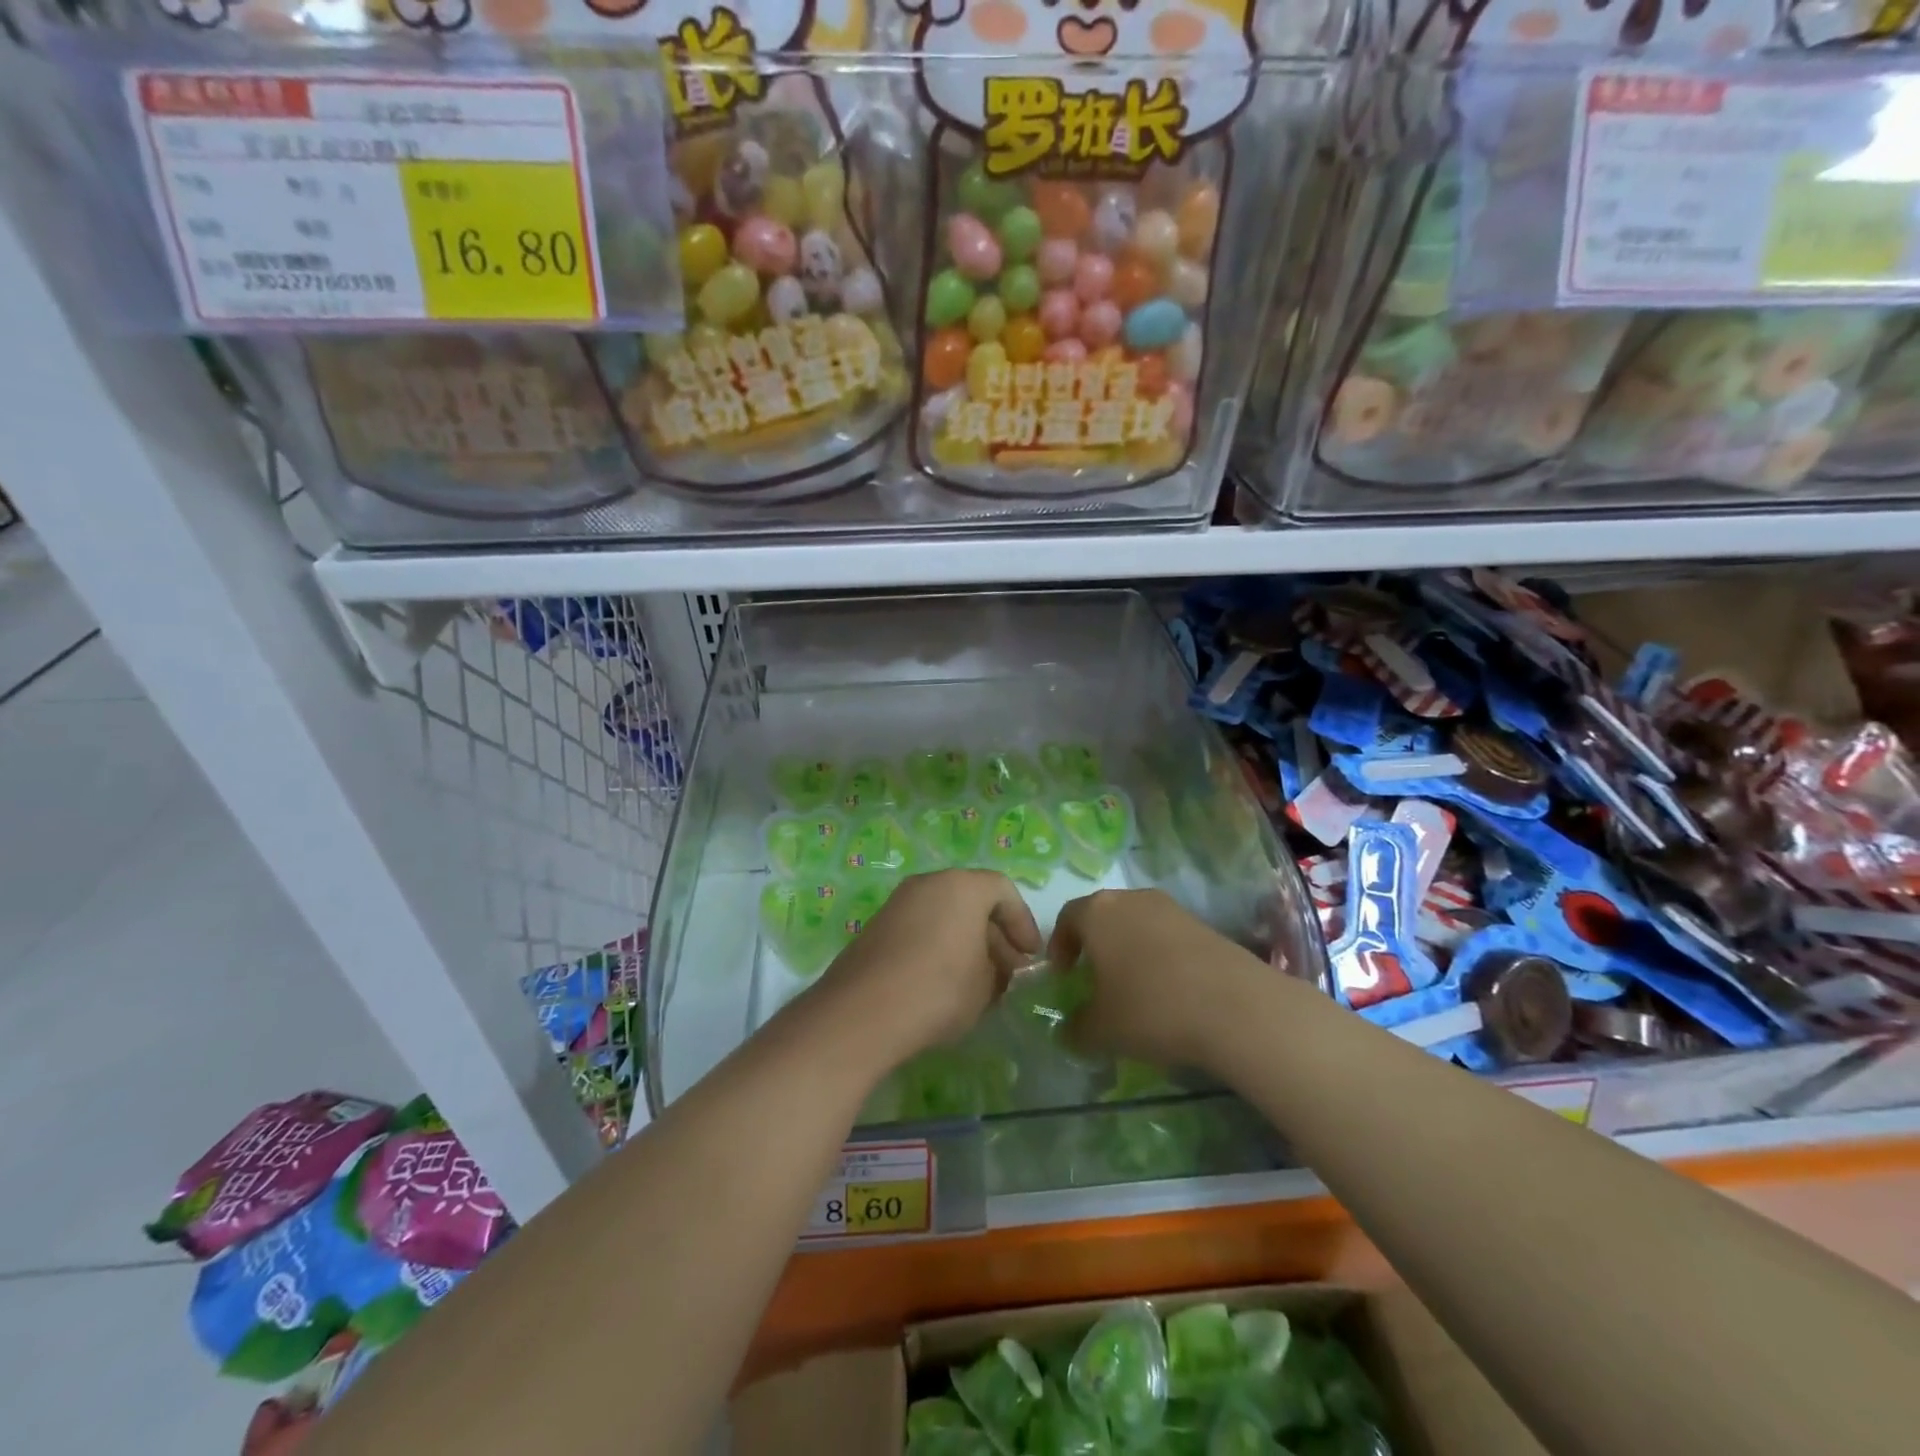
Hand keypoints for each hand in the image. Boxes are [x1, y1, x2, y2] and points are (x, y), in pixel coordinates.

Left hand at [814, 870, 1041, 1067]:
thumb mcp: (986, 986)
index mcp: (962, 886)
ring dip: (964, 942)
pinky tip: (941, 984)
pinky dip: (937, 947)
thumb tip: (997, 968)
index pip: (1003, 891)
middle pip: (971, 900)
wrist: (862, 1012)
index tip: (1030, 957)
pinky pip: (919, 929)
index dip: (1023, 923)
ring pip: (943, 915)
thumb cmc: (939, 989)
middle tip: (1006, 972)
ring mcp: (898, 903)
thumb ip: (1000, 970)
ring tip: (976, 983)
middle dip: (994, 935)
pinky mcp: (876, 927)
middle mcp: (928, 884)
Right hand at [1049, 888, 1266, 1072]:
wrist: (1236, 1007)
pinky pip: (1167, 936)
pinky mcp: (1204, 924)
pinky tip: (1169, 991)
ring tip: (1134, 988)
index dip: (1060, 945)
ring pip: (1137, 924)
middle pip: (1103, 916)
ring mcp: (1171, 908)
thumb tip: (1068, 1031)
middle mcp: (1131, 899)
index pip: (1067, 917)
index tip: (1063, 975)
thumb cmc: (1151, 1008)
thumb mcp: (1102, 1030)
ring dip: (1129, 950)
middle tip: (1095, 980)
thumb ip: (1076, 1028)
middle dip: (1095, 946)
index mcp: (1097, 912)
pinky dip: (1159, 957)